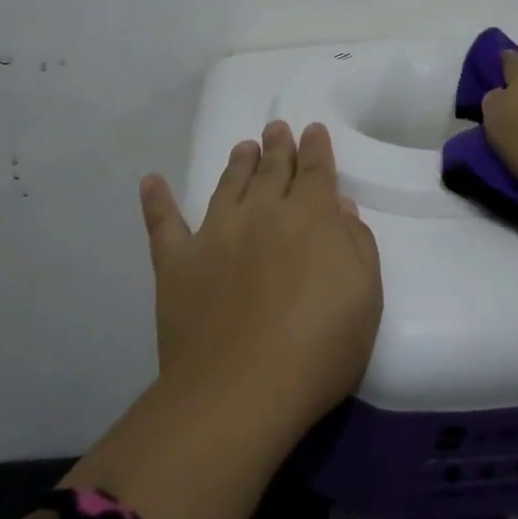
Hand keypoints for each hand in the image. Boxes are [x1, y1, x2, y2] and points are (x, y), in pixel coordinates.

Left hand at [138, 119, 382, 432]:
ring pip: (228, 185)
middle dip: (278, 146)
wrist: (240, 391)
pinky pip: (164, 224)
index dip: (316, 149)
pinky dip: (157, 201)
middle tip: (276, 127)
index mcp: (310, 218)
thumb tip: (340, 209)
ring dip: (237, 163)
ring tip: (243, 146)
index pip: (316, 172)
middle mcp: (262, 213)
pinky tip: (151, 181)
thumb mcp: (365, 297)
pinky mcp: (178, 263)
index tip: (312, 129)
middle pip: (272, 170)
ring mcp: (216, 234)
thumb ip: (357, 245)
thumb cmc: (318, 348)